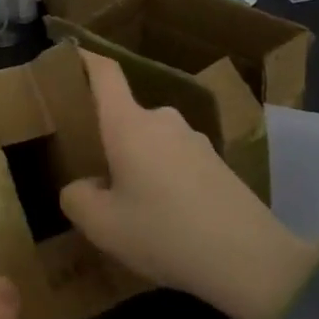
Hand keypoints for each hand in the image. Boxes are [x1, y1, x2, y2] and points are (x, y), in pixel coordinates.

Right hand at [58, 51, 318, 318]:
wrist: (251, 261)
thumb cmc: (164, 233)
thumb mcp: (101, 226)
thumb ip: (76, 198)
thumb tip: (81, 186)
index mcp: (128, 124)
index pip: (104, 73)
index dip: (84, 58)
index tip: (67, 56)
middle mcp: (161, 120)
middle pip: (124, 114)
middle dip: (106, 136)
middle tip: (90, 168)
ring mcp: (194, 140)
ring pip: (150, 140)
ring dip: (137, 161)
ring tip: (128, 201)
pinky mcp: (217, 163)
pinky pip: (175, 159)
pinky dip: (162, 177)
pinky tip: (164, 217)